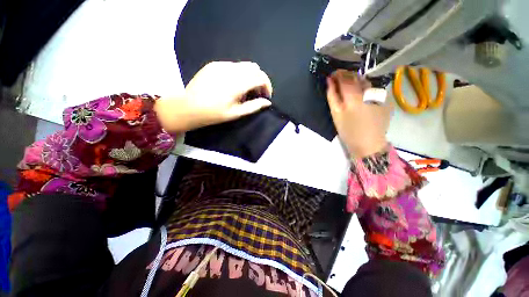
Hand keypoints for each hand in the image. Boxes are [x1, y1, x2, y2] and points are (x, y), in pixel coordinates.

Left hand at [155, 61, 272, 132]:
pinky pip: (233, 65)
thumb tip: (267, 102)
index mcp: (237, 83)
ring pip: (244, 65)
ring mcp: (221, 64)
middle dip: (260, 80)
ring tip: (244, 91)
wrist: (188, 107)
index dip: (267, 86)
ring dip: (250, 76)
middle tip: (256, 94)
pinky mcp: (214, 64)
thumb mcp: (236, 113)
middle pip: (254, 68)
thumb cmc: (214, 114)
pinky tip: (232, 85)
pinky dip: (239, 74)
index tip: (266, 96)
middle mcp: (231, 69)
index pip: (260, 77)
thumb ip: (254, 106)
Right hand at [326, 70, 391, 157]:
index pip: (345, 77)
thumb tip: (330, 81)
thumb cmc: (348, 130)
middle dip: (346, 76)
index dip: (337, 74)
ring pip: (366, 81)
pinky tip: (361, 97)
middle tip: (339, 81)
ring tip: (350, 88)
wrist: (369, 143)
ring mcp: (379, 94)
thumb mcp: (336, 114)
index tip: (332, 75)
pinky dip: (365, 89)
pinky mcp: (385, 99)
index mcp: (354, 95)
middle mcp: (369, 91)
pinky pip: (373, 88)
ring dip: (356, 81)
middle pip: (356, 76)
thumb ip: (332, 96)